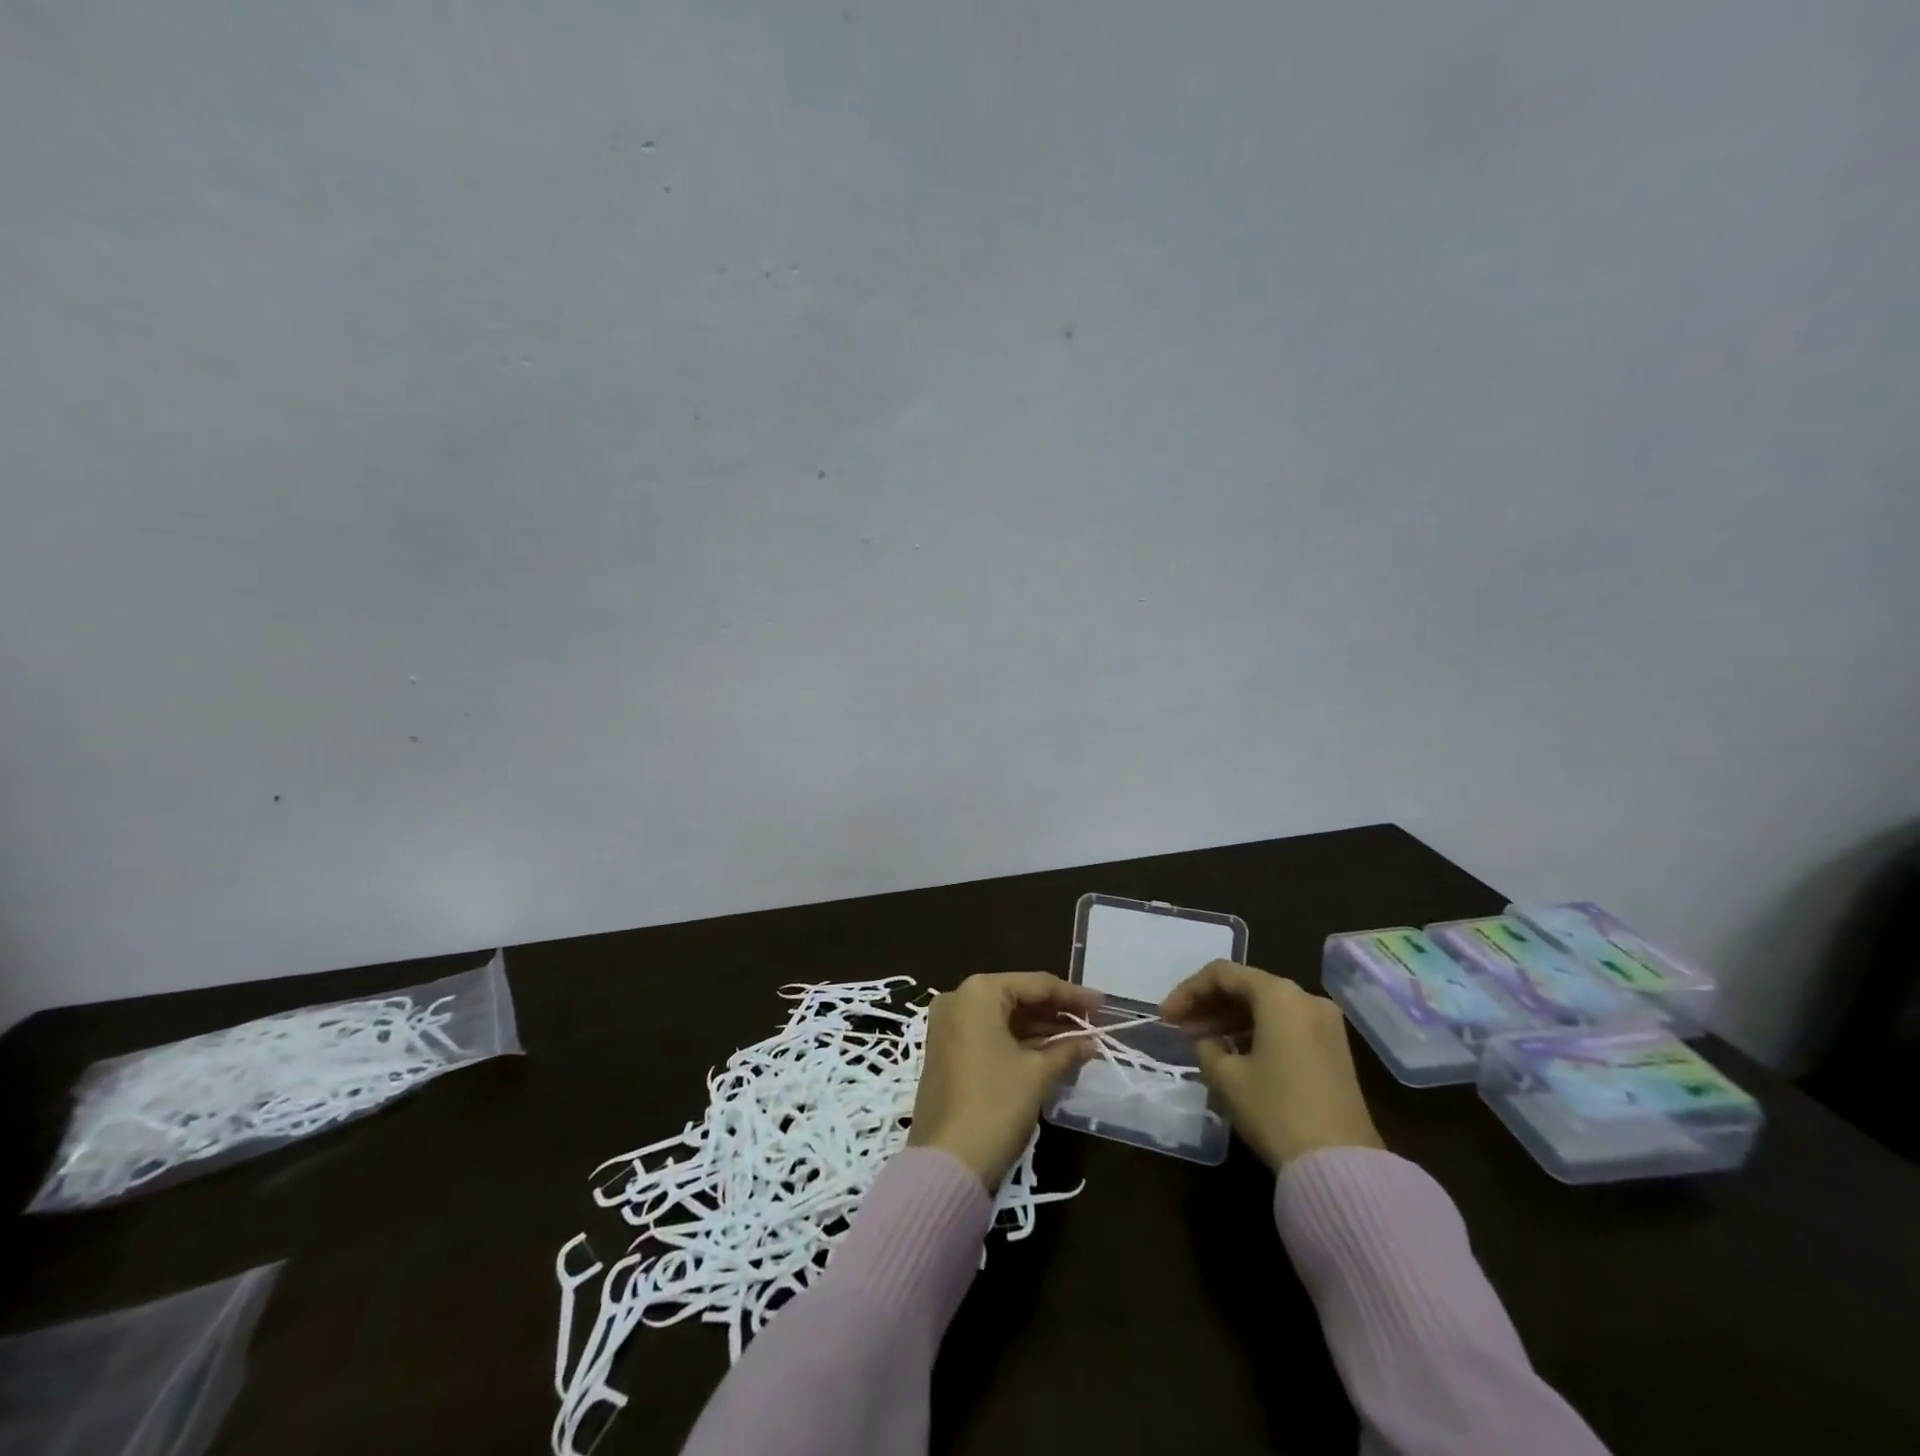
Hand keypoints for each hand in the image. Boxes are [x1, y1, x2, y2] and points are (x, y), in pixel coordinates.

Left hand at [908, 972, 1101, 1190]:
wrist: (947, 1163)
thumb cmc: (995, 1105)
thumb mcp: (1037, 1074)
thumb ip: (1067, 1050)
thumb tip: (1090, 1042)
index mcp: (979, 993)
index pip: (1035, 984)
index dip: (1072, 995)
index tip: (1103, 1005)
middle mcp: (958, 1000)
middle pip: (1017, 998)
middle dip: (1056, 1012)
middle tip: (1093, 1024)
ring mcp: (948, 1026)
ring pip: (1004, 1018)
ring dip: (1040, 1029)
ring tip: (1079, 1041)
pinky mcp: (946, 1052)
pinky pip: (989, 1036)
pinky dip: (1019, 1043)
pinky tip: (1050, 1054)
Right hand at [1161, 960, 1383, 1171]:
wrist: (1341, 1167)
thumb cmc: (1276, 1111)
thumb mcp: (1226, 1077)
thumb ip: (1204, 1046)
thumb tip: (1203, 1039)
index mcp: (1279, 995)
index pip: (1221, 975)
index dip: (1187, 992)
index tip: (1165, 1018)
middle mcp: (1305, 998)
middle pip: (1246, 986)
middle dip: (1208, 1005)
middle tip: (1179, 1028)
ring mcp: (1325, 1024)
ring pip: (1266, 1007)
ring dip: (1230, 1019)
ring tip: (1201, 1042)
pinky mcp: (1334, 1050)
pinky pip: (1285, 1025)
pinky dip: (1255, 1032)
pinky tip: (1233, 1054)